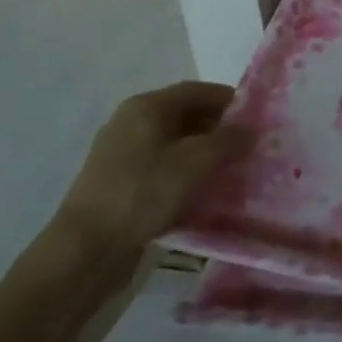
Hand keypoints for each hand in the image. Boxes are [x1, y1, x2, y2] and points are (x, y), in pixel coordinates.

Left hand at [52, 82, 247, 256]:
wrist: (86, 250)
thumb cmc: (142, 193)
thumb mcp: (193, 163)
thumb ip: (226, 141)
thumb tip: (249, 130)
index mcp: (147, 106)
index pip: (197, 91)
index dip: (229, 100)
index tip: (256, 117)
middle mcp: (132, 122)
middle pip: (185, 115)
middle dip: (218, 128)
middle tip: (248, 146)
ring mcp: (123, 153)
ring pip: (174, 143)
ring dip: (203, 153)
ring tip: (231, 170)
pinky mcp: (120, 182)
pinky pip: (162, 166)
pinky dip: (185, 172)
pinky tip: (203, 191)